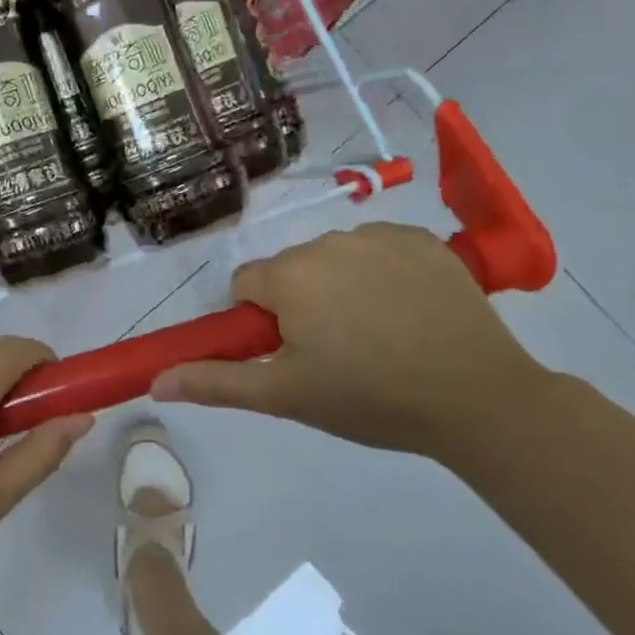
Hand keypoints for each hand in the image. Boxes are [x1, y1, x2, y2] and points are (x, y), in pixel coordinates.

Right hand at [152, 223, 549, 456]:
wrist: (478, 397)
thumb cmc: (369, 398)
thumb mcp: (285, 396)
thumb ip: (215, 382)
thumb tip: (156, 381)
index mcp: (289, 275)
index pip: (245, 286)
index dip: (260, 323)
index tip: (291, 355)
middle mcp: (327, 241)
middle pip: (289, 271)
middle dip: (299, 305)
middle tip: (334, 354)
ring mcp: (379, 236)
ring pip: (332, 260)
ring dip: (338, 289)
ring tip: (377, 338)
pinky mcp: (423, 239)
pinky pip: (377, 251)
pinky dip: (380, 275)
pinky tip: (407, 313)